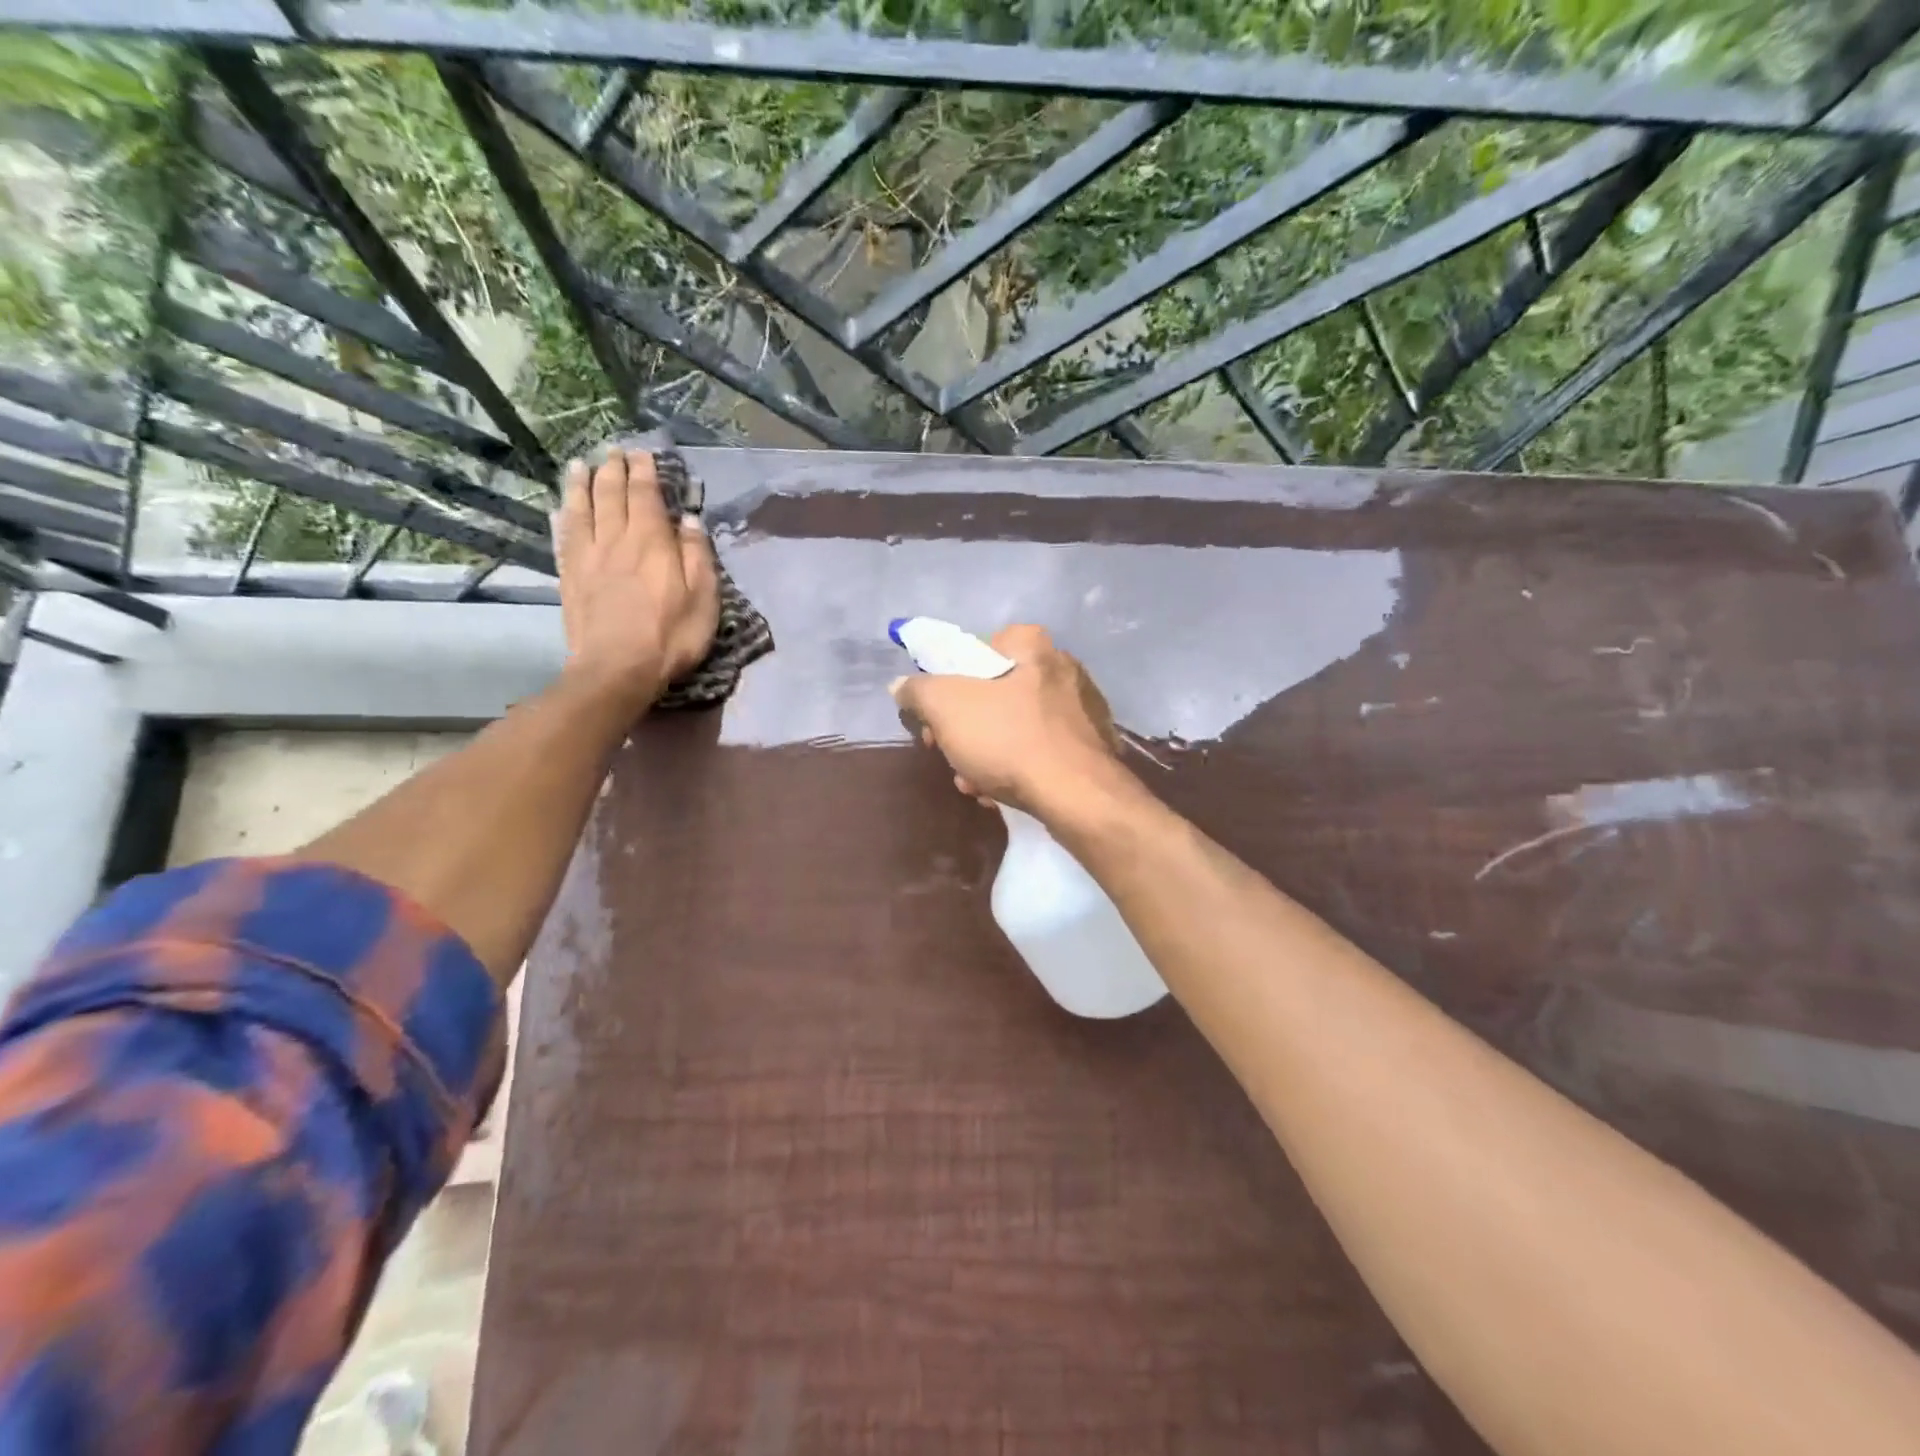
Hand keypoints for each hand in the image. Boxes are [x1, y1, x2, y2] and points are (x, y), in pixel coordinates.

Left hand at [553, 448, 717, 711]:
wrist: (616, 670)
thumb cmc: (670, 637)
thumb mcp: (703, 599)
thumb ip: (697, 555)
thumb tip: (689, 519)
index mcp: (651, 541)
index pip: (645, 494)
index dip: (644, 471)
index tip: (643, 453)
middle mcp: (615, 539)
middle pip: (610, 494)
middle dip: (613, 469)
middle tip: (614, 451)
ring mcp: (587, 556)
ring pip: (582, 508)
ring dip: (582, 483)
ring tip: (581, 464)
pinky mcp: (569, 576)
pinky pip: (564, 535)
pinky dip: (564, 515)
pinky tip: (562, 508)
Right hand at [889, 624, 1123, 818]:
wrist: (1078, 796)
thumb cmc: (1009, 739)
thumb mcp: (946, 708)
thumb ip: (918, 690)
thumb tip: (901, 685)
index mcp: (1032, 645)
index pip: (976, 650)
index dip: (948, 683)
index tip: (936, 718)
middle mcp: (1062, 667)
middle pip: (993, 693)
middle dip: (965, 729)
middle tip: (951, 755)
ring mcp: (1082, 707)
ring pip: (1015, 725)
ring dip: (986, 754)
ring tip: (975, 784)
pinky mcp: (1091, 745)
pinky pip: (1041, 749)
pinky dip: (1018, 767)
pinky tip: (1002, 792)